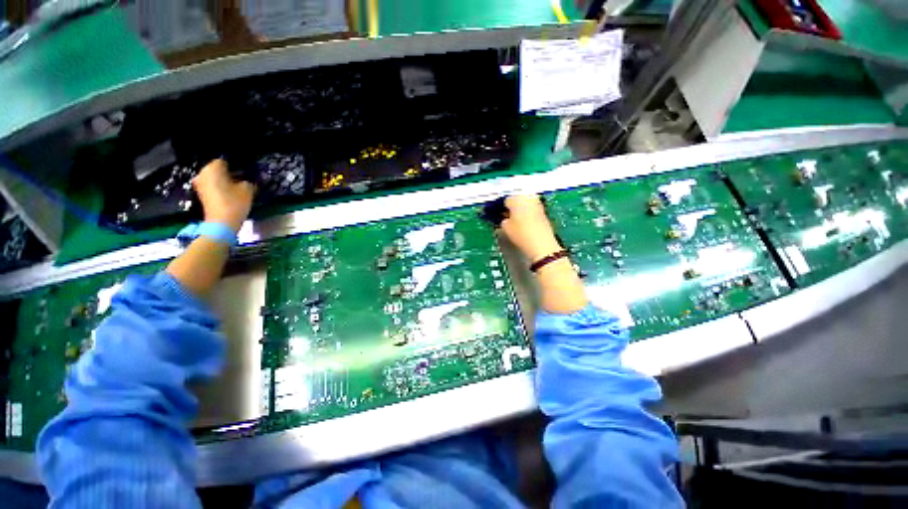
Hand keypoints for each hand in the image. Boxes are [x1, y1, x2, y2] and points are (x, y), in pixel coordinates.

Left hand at [192, 159, 255, 232]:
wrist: (222, 222)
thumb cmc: (235, 202)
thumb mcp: (248, 189)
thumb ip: (248, 181)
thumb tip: (247, 180)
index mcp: (213, 168)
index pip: (225, 161)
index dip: (236, 167)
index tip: (245, 174)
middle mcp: (203, 173)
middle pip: (218, 169)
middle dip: (229, 173)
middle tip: (242, 180)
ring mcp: (200, 184)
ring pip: (215, 178)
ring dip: (225, 181)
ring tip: (237, 188)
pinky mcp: (201, 193)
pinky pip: (212, 185)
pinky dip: (220, 188)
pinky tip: (230, 194)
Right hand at [500, 195, 562, 261]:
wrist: (541, 244)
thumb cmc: (521, 234)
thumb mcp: (506, 228)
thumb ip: (503, 220)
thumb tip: (505, 219)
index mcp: (517, 199)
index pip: (506, 200)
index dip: (502, 208)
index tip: (499, 214)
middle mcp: (528, 198)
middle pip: (518, 199)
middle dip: (513, 206)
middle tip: (507, 216)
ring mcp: (538, 204)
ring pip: (526, 203)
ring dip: (521, 209)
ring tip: (516, 220)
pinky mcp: (544, 212)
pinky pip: (532, 209)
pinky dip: (528, 213)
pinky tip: (525, 223)